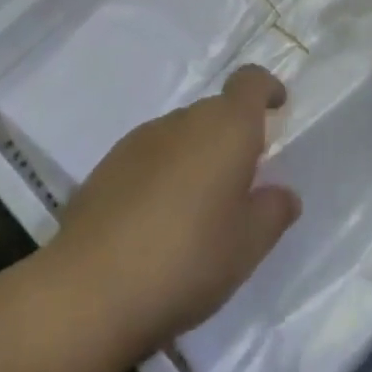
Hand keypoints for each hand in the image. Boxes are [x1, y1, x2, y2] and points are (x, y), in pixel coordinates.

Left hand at [47, 66, 301, 360]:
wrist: (90, 290)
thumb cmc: (187, 260)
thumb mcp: (247, 247)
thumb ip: (272, 212)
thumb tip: (282, 193)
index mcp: (225, 128)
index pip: (249, 81)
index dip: (265, 88)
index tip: (277, 106)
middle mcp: (183, 120)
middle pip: (216, 111)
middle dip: (231, 137)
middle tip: (241, 185)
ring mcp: (140, 140)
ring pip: (181, 135)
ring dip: (196, 158)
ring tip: (198, 211)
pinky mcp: (107, 166)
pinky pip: (150, 157)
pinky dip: (163, 175)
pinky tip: (157, 223)